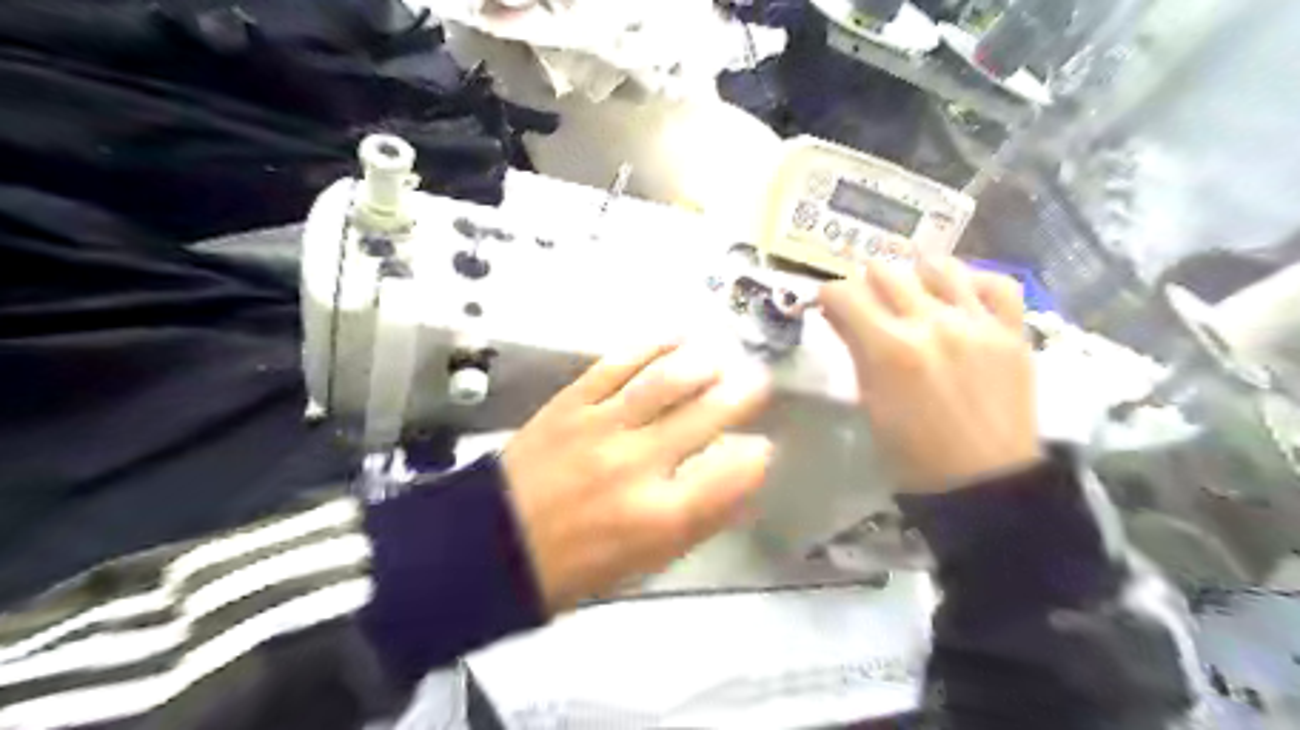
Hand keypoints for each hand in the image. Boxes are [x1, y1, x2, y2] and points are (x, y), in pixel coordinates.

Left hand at [500, 342, 763, 609]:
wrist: (494, 543)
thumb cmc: (578, 565)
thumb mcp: (647, 561)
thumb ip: (699, 520)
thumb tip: (739, 479)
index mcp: (659, 516)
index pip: (731, 474)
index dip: (756, 456)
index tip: (762, 446)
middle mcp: (636, 465)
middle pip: (705, 415)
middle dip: (742, 394)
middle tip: (758, 380)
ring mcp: (601, 427)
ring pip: (664, 381)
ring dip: (701, 363)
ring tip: (720, 356)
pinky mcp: (570, 403)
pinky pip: (617, 364)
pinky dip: (651, 346)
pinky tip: (674, 337)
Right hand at [821, 257, 1044, 495]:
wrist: (984, 482)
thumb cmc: (913, 454)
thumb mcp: (870, 403)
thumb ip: (855, 350)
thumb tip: (838, 314)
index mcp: (889, 348)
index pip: (844, 292)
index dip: (829, 295)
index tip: (830, 306)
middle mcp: (932, 323)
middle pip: (886, 271)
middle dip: (866, 283)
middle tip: (867, 304)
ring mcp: (977, 323)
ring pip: (939, 266)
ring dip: (916, 275)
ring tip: (913, 295)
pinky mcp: (1012, 332)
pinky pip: (997, 284)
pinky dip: (974, 282)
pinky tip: (961, 297)